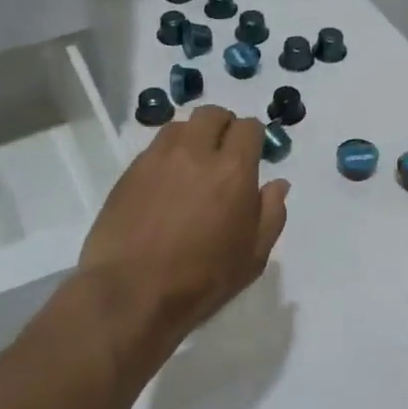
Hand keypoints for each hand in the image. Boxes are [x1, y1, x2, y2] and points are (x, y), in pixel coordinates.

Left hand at [78, 106, 288, 363]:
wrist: (130, 293)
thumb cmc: (202, 279)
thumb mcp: (253, 256)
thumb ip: (272, 213)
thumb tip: (277, 183)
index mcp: (233, 170)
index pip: (248, 127)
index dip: (254, 138)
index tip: (254, 156)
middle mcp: (195, 153)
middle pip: (212, 114)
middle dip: (224, 126)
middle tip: (225, 152)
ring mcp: (158, 159)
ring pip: (181, 126)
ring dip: (194, 136)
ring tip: (194, 164)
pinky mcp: (129, 171)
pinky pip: (155, 147)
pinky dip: (168, 155)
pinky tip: (168, 183)